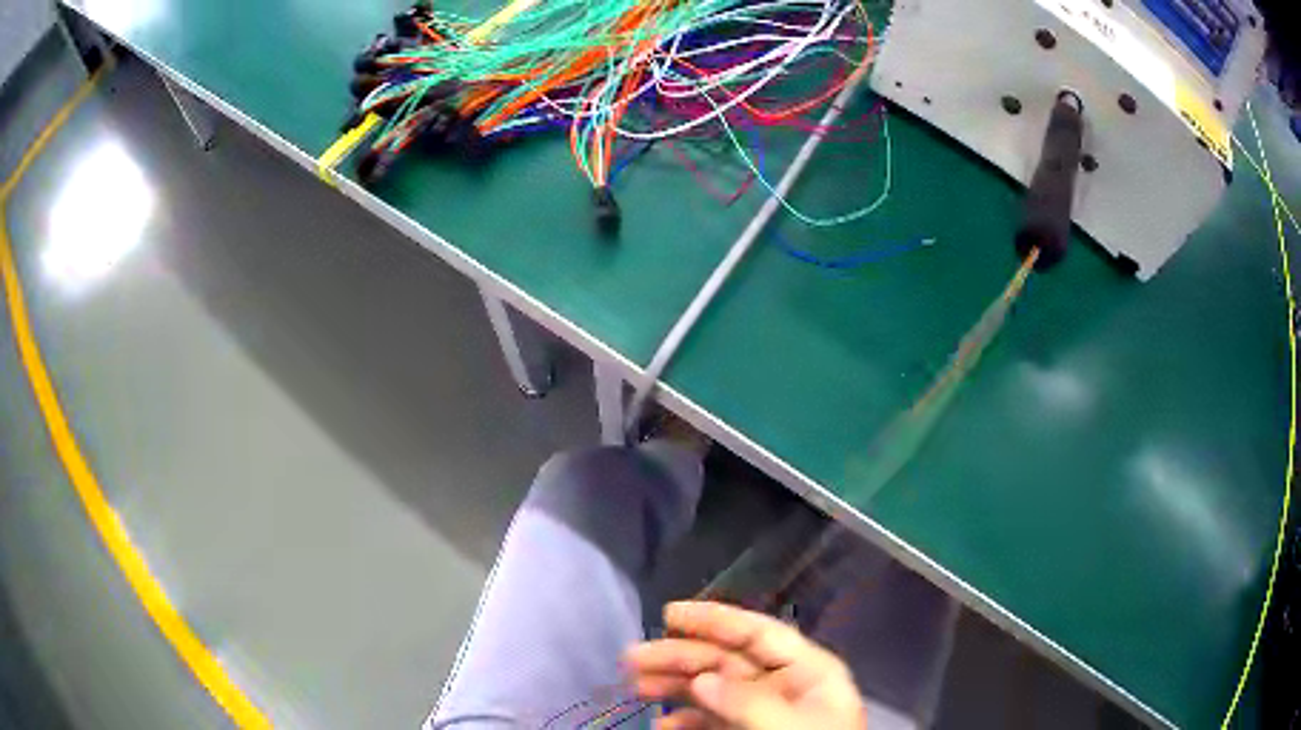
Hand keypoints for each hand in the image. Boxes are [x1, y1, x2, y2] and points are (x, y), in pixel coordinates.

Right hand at [623, 601, 865, 729]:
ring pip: (712, 690)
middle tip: (632, 658)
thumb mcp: (788, 726)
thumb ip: (748, 702)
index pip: (759, 634)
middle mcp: (784, 688)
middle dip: (680, 656)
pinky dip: (683, 722)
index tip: (669, 613)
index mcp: (809, 673)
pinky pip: (709, 722)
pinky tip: (662, 726)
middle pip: (726, 661)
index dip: (715, 620)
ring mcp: (763, 715)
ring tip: (635, 687)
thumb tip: (701, 680)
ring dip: (673, 687)